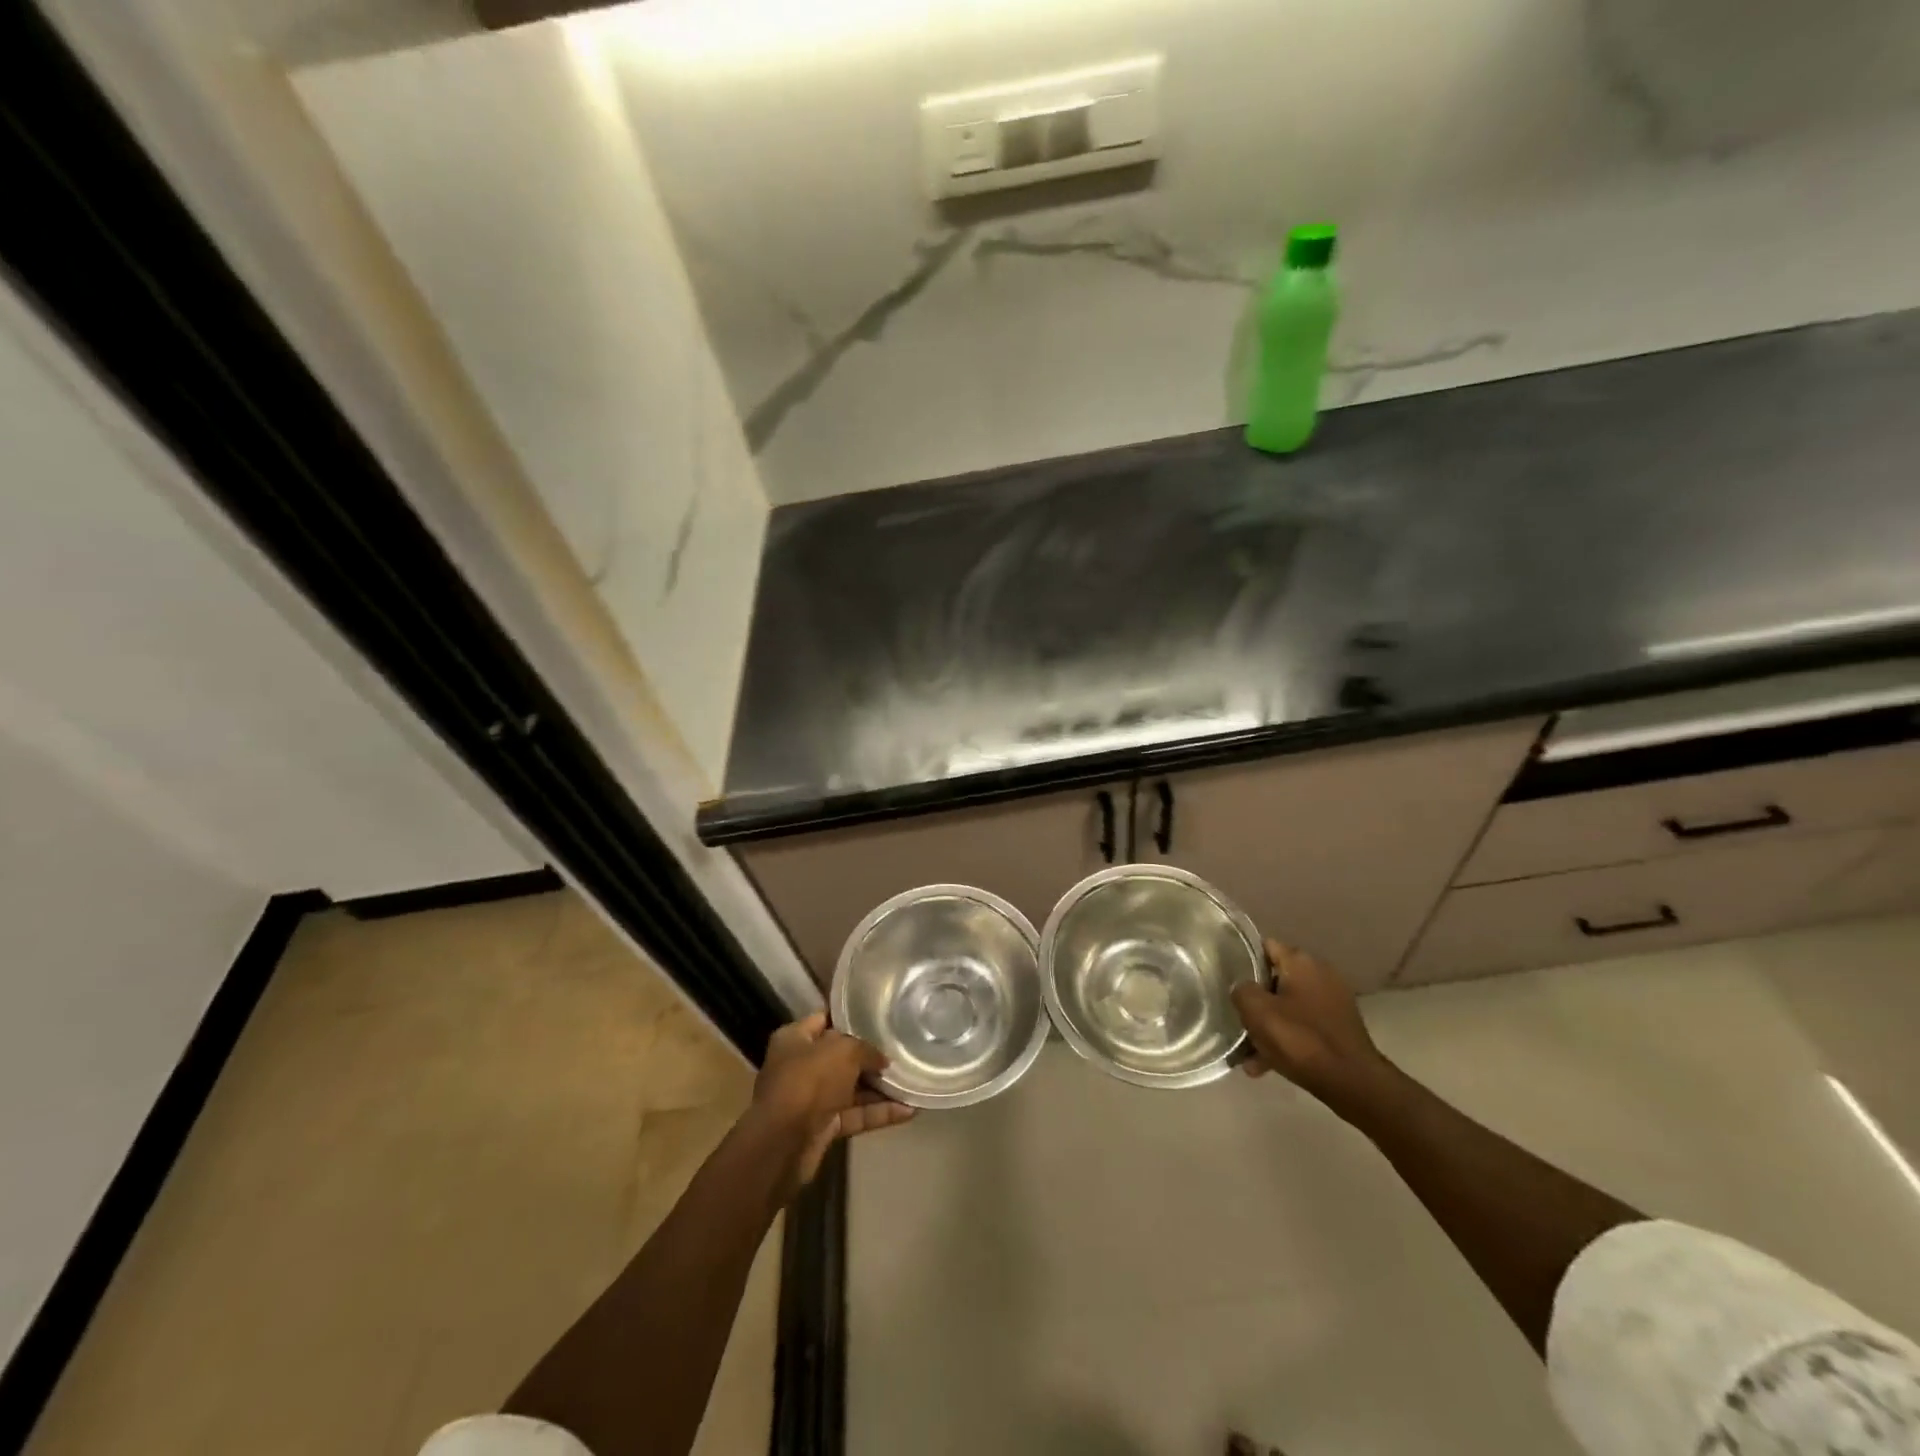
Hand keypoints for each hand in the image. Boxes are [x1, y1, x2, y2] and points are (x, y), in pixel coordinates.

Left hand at [749, 1014, 914, 1199]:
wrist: (783, 1145)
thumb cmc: (809, 1081)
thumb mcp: (843, 1051)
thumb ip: (866, 1049)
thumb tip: (882, 1059)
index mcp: (794, 1039)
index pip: (825, 1019)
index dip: (851, 1017)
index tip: (879, 1015)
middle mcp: (800, 1065)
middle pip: (841, 1056)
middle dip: (870, 1056)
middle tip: (902, 1050)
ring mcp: (811, 1098)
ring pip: (851, 1088)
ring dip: (879, 1088)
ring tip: (913, 1081)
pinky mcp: (822, 1127)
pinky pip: (855, 1115)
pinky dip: (878, 1113)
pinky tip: (908, 1111)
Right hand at [1231, 939, 1393, 1112]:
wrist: (1352, 1083)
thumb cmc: (1300, 1039)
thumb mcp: (1256, 1010)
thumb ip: (1242, 990)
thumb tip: (1243, 988)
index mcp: (1301, 962)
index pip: (1265, 946)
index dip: (1243, 959)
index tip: (1226, 977)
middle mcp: (1320, 974)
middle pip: (1276, 979)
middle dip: (1255, 1000)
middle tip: (1236, 1017)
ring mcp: (1333, 1002)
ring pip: (1288, 1007)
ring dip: (1268, 1025)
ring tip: (1246, 1051)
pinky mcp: (1339, 1028)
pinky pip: (1303, 1027)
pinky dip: (1286, 1039)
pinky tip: (1265, 1064)